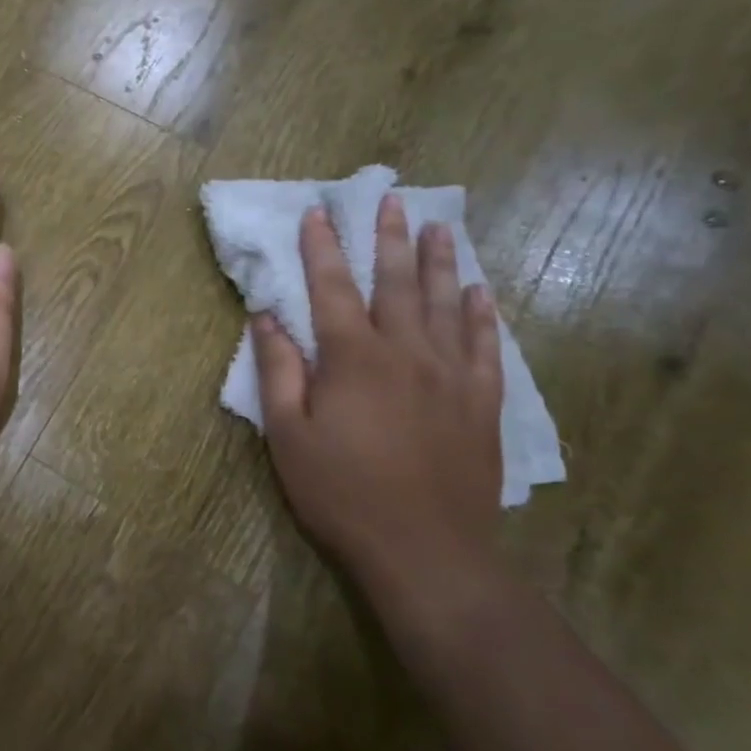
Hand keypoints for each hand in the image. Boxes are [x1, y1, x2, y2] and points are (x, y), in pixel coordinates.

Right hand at [253, 194, 503, 586]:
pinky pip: (483, 346)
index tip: (318, 213)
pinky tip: (479, 294)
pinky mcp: (480, 403)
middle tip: (391, 200)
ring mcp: (450, 376)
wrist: (427, 550)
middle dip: (388, 239)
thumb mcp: (288, 435)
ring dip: (440, 263)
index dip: (321, 249)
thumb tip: (267, 317)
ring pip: (444, 304)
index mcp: (353, 358)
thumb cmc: (342, 492)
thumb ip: (279, 370)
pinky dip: (480, 315)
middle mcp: (405, 352)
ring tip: (440, 227)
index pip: (332, 288)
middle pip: (396, 283)